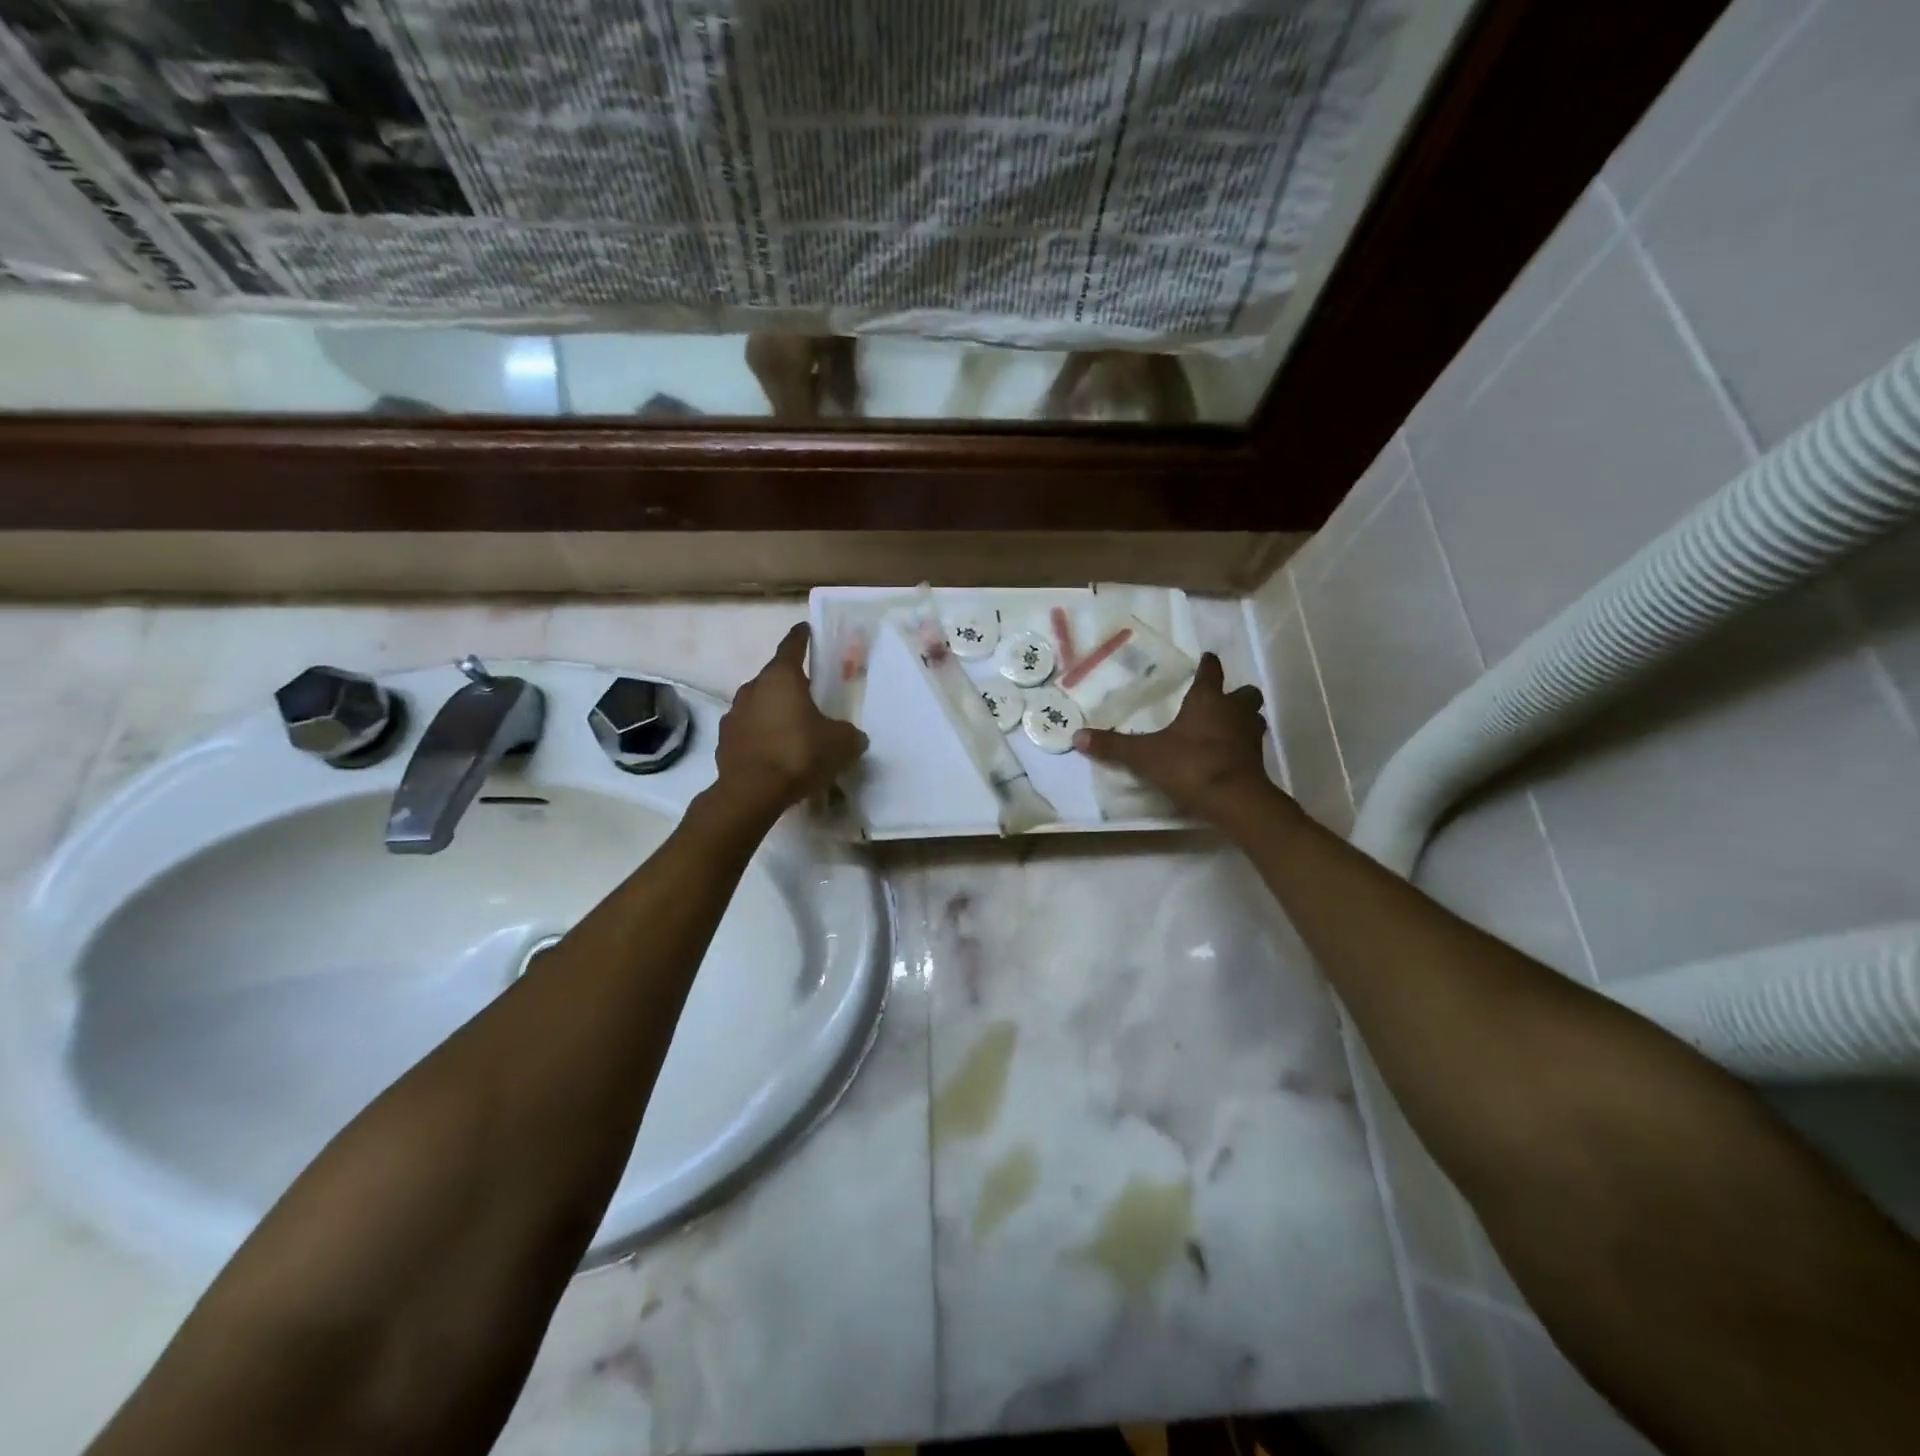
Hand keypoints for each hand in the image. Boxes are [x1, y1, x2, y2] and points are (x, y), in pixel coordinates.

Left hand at [715, 623, 867, 814]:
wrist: (752, 793)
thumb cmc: (799, 754)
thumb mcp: (841, 743)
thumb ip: (849, 734)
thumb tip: (853, 736)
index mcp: (781, 678)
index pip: (792, 646)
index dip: (801, 636)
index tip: (806, 629)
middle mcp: (753, 688)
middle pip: (775, 678)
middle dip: (791, 683)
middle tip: (810, 694)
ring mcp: (734, 714)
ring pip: (759, 704)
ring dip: (774, 711)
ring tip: (793, 728)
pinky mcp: (725, 741)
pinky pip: (749, 730)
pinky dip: (761, 735)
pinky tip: (775, 752)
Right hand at [1075, 653, 1275, 823]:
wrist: (1234, 800)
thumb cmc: (1190, 766)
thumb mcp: (1144, 756)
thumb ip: (1114, 746)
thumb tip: (1077, 736)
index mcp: (1208, 701)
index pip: (1211, 672)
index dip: (1208, 665)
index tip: (1206, 659)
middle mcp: (1234, 712)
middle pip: (1245, 693)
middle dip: (1236, 694)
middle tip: (1221, 700)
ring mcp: (1250, 737)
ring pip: (1254, 718)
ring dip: (1244, 719)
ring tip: (1228, 727)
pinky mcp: (1258, 762)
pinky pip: (1253, 746)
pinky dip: (1243, 747)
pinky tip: (1229, 756)